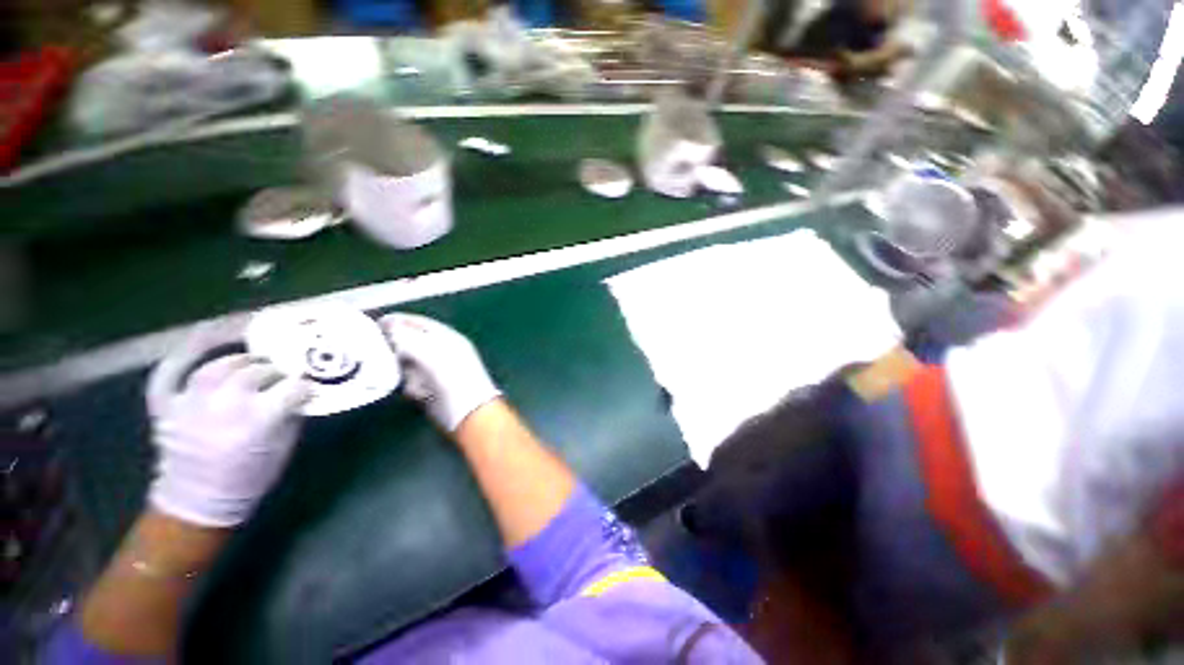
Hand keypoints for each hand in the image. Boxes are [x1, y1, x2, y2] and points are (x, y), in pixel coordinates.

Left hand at [146, 341, 309, 527]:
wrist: (198, 501)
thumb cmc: (251, 475)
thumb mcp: (284, 445)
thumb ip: (291, 412)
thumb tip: (300, 388)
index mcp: (258, 421)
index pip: (292, 388)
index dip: (303, 386)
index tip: (307, 387)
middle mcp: (223, 407)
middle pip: (256, 372)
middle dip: (274, 371)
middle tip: (281, 375)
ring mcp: (189, 404)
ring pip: (217, 367)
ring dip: (239, 361)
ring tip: (250, 364)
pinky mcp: (166, 406)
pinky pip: (169, 371)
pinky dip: (183, 354)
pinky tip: (202, 342)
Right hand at [380, 313, 500, 431]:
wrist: (468, 411)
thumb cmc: (453, 377)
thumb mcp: (430, 352)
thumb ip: (408, 338)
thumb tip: (390, 325)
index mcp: (449, 338)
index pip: (421, 323)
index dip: (400, 320)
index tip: (376, 322)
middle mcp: (444, 352)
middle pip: (413, 342)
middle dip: (396, 344)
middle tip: (374, 346)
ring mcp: (438, 371)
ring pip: (410, 362)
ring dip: (400, 365)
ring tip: (390, 369)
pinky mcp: (432, 390)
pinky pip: (412, 381)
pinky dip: (407, 383)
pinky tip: (410, 389)